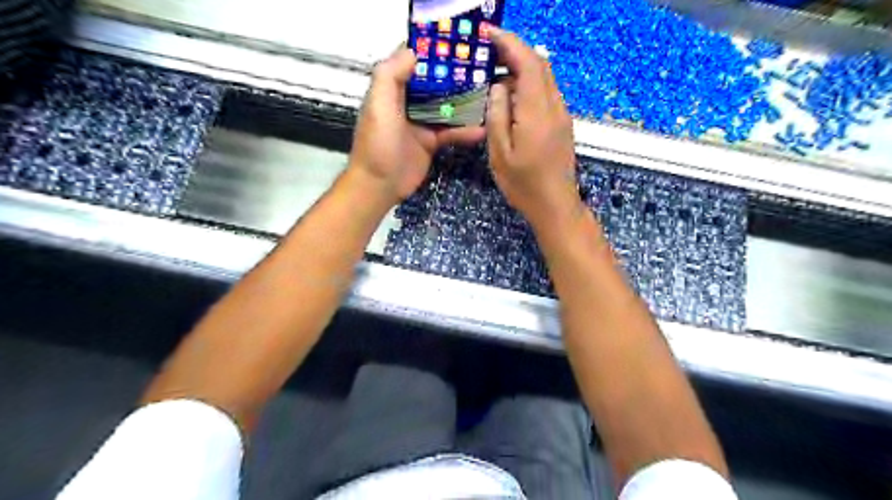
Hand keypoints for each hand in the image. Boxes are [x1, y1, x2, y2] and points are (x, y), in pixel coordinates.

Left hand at [349, 47, 486, 202]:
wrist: (380, 185)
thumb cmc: (377, 144)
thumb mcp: (379, 105)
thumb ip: (390, 75)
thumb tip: (412, 51)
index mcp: (392, 89)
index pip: (412, 62)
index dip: (431, 51)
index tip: (455, 40)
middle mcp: (407, 103)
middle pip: (434, 82)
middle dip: (454, 74)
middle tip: (481, 65)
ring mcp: (421, 123)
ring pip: (446, 107)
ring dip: (464, 101)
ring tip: (488, 93)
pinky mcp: (431, 142)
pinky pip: (451, 132)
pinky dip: (465, 131)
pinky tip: (482, 129)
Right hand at [488, 29, 578, 227]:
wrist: (555, 205)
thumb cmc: (523, 184)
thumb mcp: (500, 153)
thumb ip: (497, 116)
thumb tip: (498, 86)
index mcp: (537, 111)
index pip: (528, 63)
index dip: (509, 43)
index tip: (489, 33)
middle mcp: (554, 106)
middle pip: (540, 64)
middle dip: (515, 50)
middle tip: (488, 49)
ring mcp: (561, 115)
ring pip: (545, 78)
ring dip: (522, 66)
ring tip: (496, 69)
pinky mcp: (562, 124)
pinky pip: (546, 92)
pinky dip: (529, 83)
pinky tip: (512, 94)